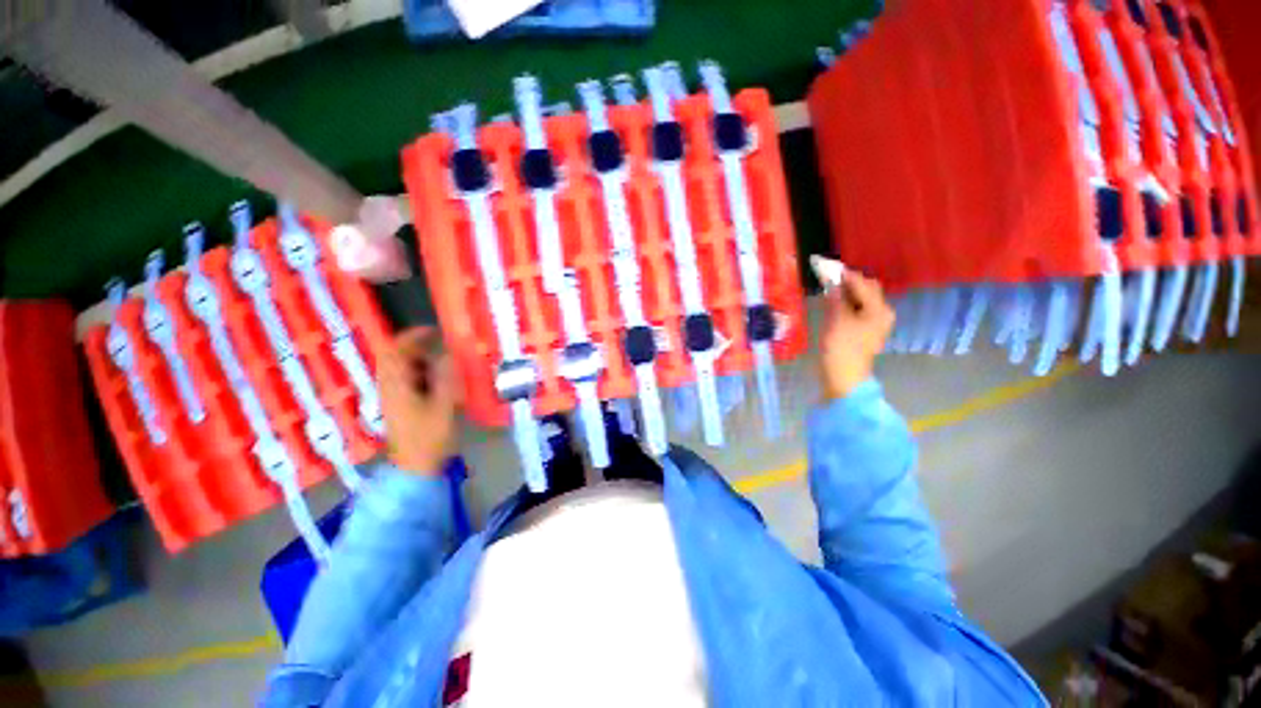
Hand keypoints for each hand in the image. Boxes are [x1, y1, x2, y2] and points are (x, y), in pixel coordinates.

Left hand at [377, 327, 460, 474]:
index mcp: (396, 385)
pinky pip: (407, 381)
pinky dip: (422, 375)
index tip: (434, 330)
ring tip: (444, 364)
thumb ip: (446, 378)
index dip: (412, 336)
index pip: (395, 351)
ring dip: (421, 362)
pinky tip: (439, 382)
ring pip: (402, 370)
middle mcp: (389, 387)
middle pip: (396, 358)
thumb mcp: (444, 406)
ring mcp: (393, 398)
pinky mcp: (400, 407)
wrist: (415, 468)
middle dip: (418, 348)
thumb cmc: (430, 437)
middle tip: (441, 347)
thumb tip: (448, 355)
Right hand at [819, 272, 894, 400]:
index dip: (844, 274)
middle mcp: (881, 312)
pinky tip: (833, 303)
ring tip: (828, 288)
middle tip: (827, 278)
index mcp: (878, 309)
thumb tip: (831, 281)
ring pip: (861, 299)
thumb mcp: (836, 320)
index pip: (862, 283)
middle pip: (866, 289)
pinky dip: (846, 303)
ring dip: (846, 292)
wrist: (844, 376)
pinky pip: (857, 309)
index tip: (826, 267)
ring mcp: (874, 322)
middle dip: (848, 282)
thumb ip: (835, 298)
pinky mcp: (865, 330)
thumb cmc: (841, 348)